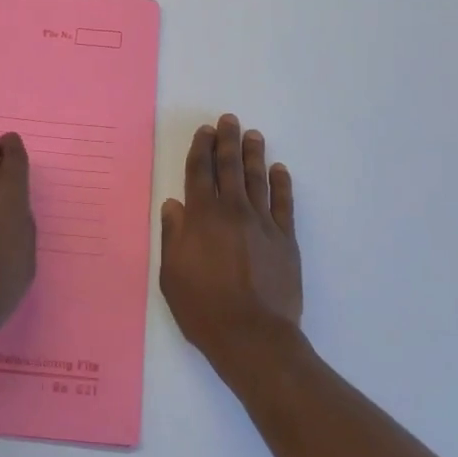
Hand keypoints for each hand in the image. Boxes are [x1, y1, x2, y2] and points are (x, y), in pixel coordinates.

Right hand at [159, 114, 303, 373]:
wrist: (253, 336)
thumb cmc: (203, 308)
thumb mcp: (172, 274)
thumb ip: (173, 235)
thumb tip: (174, 205)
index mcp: (202, 218)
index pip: (200, 173)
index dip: (201, 149)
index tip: (205, 130)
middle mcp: (233, 212)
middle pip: (230, 168)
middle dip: (227, 141)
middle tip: (229, 120)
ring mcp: (263, 224)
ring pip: (258, 179)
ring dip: (254, 155)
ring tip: (252, 135)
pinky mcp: (285, 239)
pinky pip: (284, 203)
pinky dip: (281, 184)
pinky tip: (279, 170)